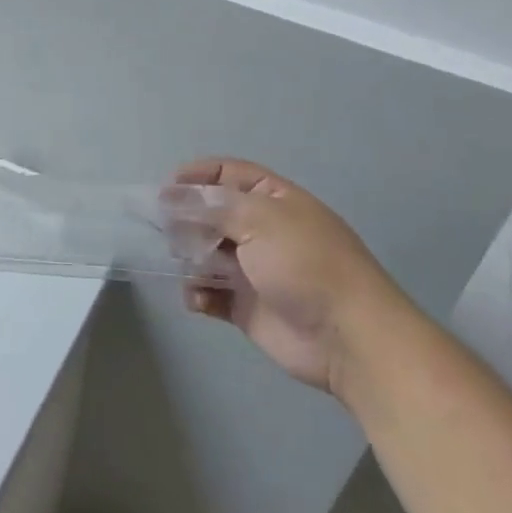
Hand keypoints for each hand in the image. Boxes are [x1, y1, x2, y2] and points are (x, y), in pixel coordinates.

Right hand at [178, 157, 390, 393]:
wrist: (347, 338)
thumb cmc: (306, 264)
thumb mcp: (260, 220)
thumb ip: (210, 206)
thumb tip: (169, 196)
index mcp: (272, 199)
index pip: (227, 174)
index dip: (195, 176)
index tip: (164, 190)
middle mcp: (262, 229)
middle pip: (212, 214)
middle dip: (186, 219)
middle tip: (166, 230)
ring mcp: (254, 269)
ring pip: (206, 253)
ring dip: (189, 256)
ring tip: (181, 262)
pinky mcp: (247, 307)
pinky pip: (211, 293)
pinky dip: (198, 293)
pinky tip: (197, 297)